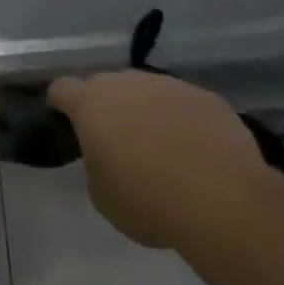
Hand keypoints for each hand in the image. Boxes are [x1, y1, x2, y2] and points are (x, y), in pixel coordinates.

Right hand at [47, 71, 262, 248]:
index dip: (60, 104)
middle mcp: (127, 83)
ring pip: (145, 91)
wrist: (223, 200)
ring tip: (160, 148)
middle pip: (105, 85)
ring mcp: (168, 85)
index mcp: (91, 103)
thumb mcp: (102, 195)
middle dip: (106, 107)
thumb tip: (108, 154)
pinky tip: (194, 151)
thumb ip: (95, 163)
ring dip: (144, 111)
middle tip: (116, 142)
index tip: (67, 124)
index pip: (61, 88)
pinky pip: (181, 103)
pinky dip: (180, 120)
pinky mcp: (205, 96)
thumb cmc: (148, 201)